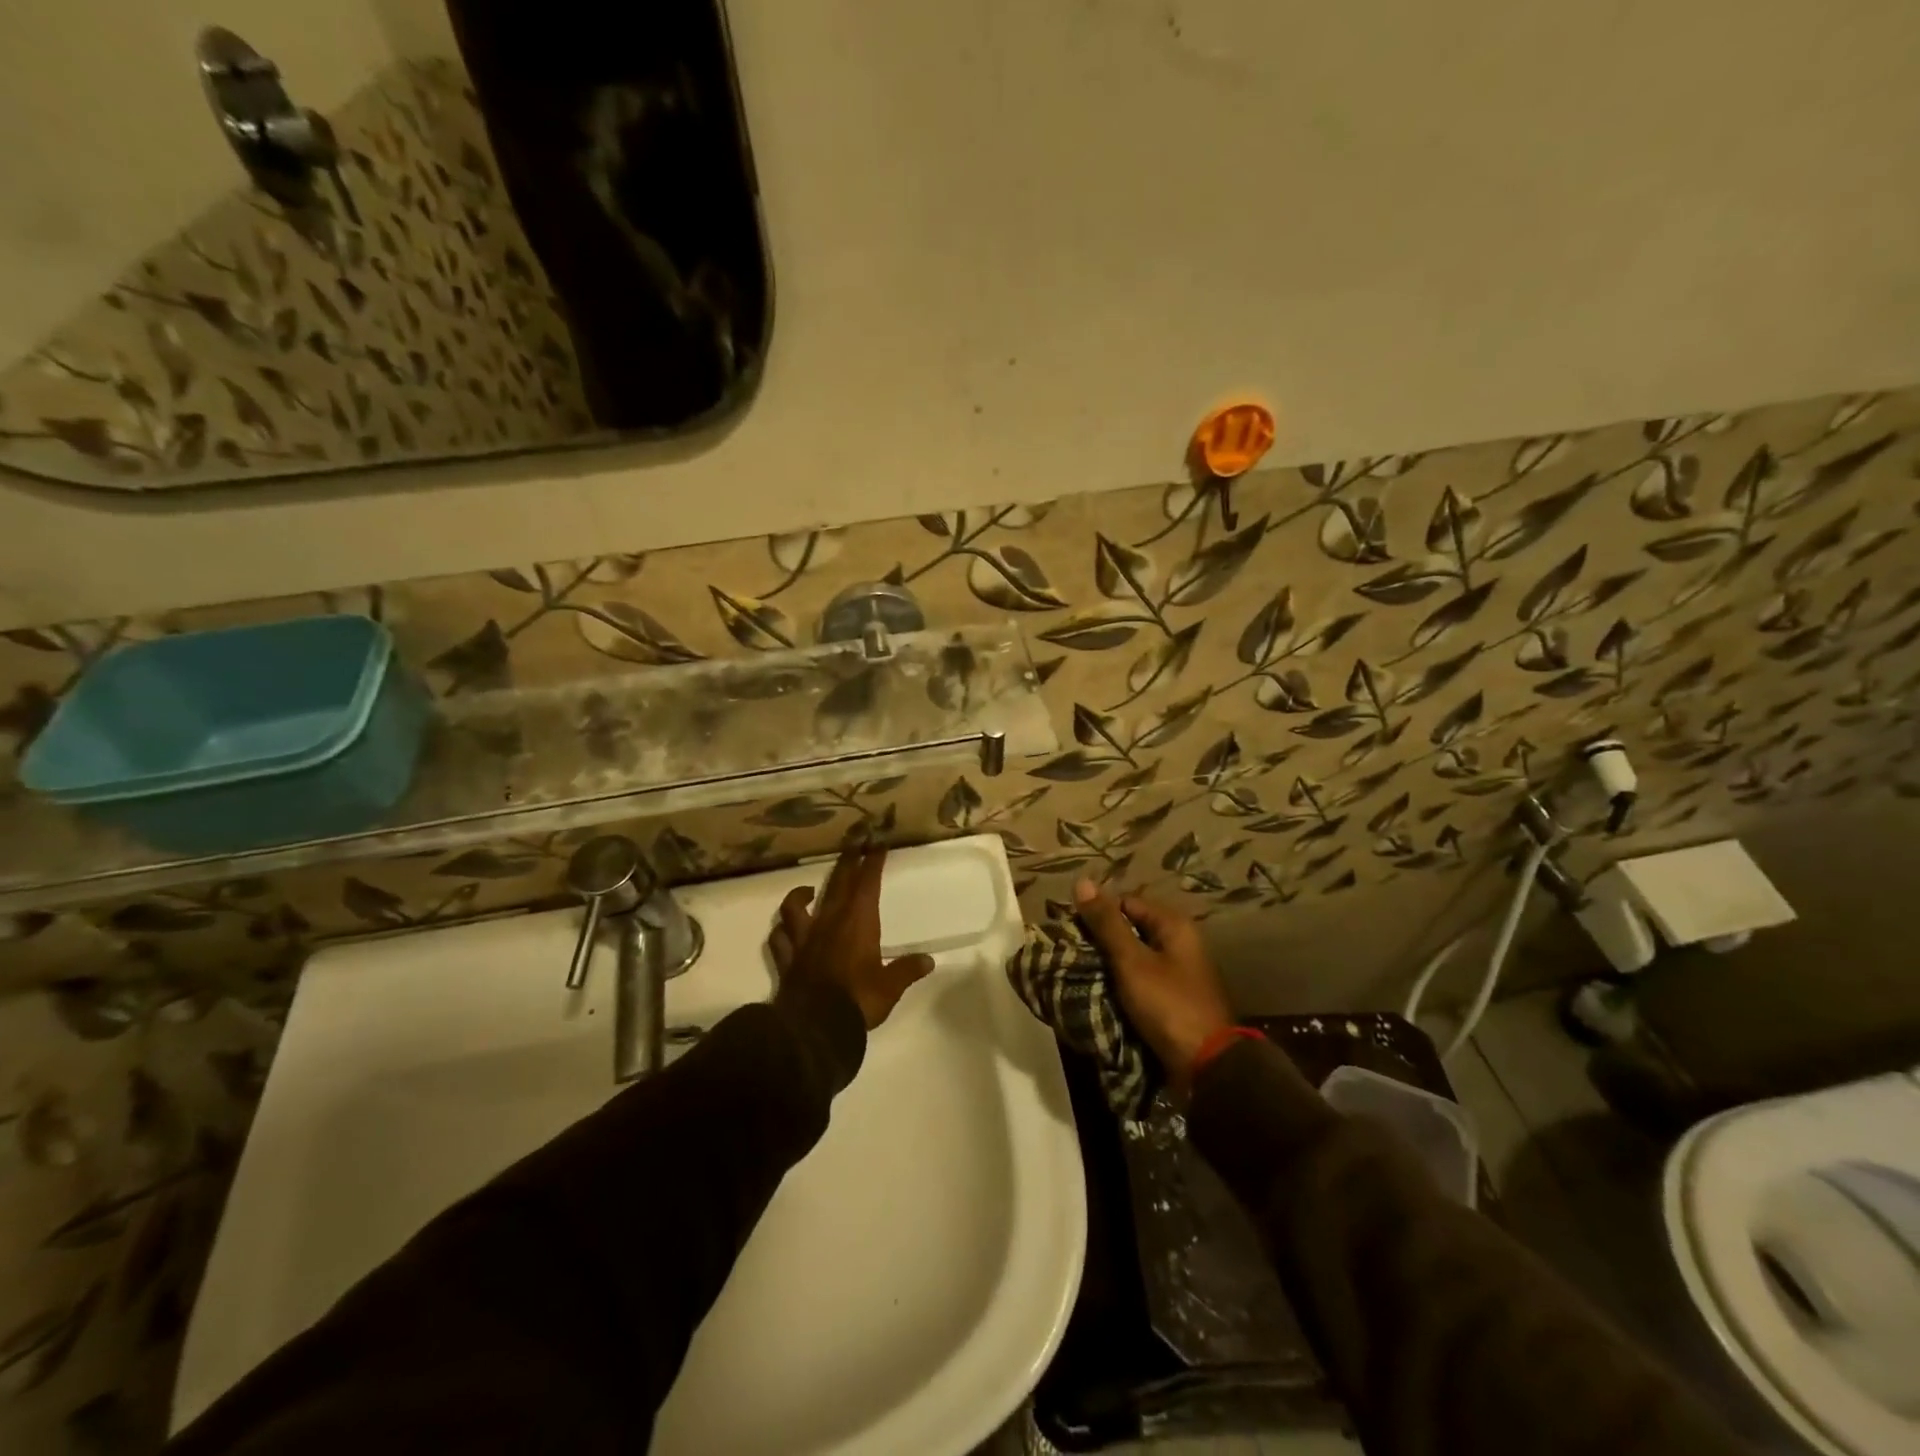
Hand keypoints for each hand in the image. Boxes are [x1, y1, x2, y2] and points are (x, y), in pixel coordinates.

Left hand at [768, 846, 934, 1028]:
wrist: (815, 1028)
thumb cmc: (858, 1001)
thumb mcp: (890, 987)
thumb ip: (907, 970)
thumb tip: (928, 961)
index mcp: (858, 922)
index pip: (867, 883)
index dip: (873, 861)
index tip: (877, 842)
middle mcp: (829, 922)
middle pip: (838, 883)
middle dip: (847, 860)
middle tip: (853, 839)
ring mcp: (805, 939)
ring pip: (797, 906)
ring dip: (802, 893)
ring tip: (809, 889)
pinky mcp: (788, 958)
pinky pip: (780, 938)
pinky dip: (782, 930)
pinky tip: (785, 930)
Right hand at [1073, 878, 1232, 1091]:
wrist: (1206, 1068)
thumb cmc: (1169, 1005)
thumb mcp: (1132, 962)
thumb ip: (1106, 924)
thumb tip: (1082, 881)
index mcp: (1174, 926)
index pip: (1126, 903)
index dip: (1097, 913)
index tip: (1070, 930)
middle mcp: (1178, 943)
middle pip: (1130, 930)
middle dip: (1100, 941)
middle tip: (1070, 953)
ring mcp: (1177, 973)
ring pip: (1132, 958)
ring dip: (1109, 965)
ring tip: (1078, 973)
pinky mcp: (1172, 999)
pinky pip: (1139, 982)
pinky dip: (1121, 985)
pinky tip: (1099, 993)